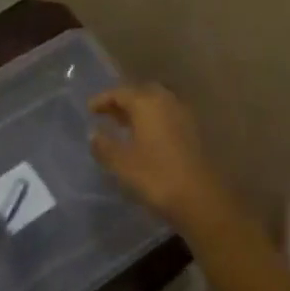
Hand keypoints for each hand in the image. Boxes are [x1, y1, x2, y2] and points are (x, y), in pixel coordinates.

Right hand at [89, 84, 236, 231]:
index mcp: (147, 103)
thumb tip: (94, 133)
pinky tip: (144, 138)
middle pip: (140, 93)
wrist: (200, 197)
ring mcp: (183, 115)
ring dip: (139, 111)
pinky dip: (152, 120)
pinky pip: (167, 116)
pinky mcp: (194, 131)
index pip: (120, 92)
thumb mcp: (121, 163)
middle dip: (122, 101)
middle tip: (107, 114)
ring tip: (123, 126)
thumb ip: (104, 145)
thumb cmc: (156, 176)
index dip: (103, 99)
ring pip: (156, 104)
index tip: (89, 109)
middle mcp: (167, 101)